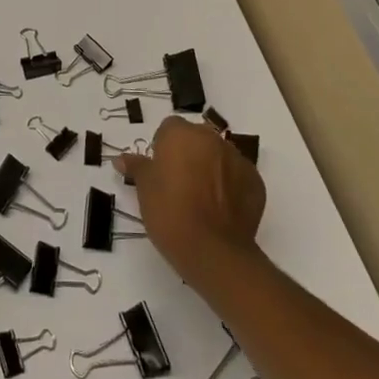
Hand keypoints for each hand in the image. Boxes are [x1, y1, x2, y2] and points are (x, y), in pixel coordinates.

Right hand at [114, 117, 265, 284]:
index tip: (159, 171)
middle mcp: (211, 139)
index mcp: (181, 134)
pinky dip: (230, 187)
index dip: (162, 148)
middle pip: (196, 139)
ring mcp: (238, 160)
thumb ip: (136, 167)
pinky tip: (220, 210)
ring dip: (210, 169)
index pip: (169, 128)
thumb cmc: (170, 212)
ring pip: (219, 156)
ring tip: (200, 199)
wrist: (213, 250)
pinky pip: (238, 177)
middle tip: (178, 184)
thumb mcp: (144, 189)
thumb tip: (122, 158)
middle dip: (188, 155)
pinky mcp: (256, 183)